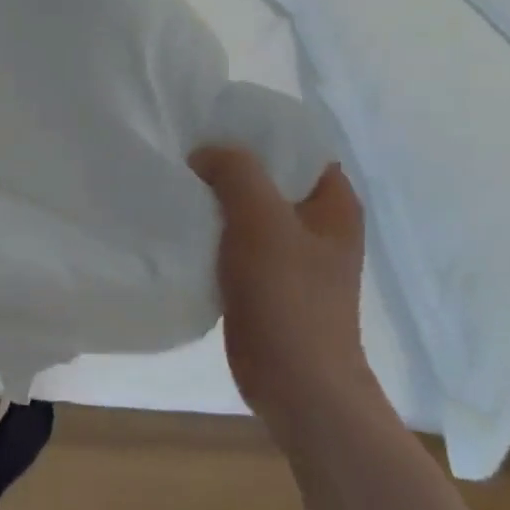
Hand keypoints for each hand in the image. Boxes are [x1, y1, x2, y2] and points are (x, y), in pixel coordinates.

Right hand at [189, 146, 378, 435]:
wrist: (298, 385)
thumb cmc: (288, 297)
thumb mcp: (261, 219)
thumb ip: (235, 171)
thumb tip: (206, 154)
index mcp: (333, 202)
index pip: (296, 144)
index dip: (256, 129)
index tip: (210, 124)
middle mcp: (316, 223)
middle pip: (268, 175)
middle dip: (227, 163)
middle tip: (184, 153)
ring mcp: (292, 254)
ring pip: (248, 209)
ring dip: (216, 198)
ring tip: (177, 184)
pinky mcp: (267, 281)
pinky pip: (236, 240)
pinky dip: (212, 230)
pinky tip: (183, 225)